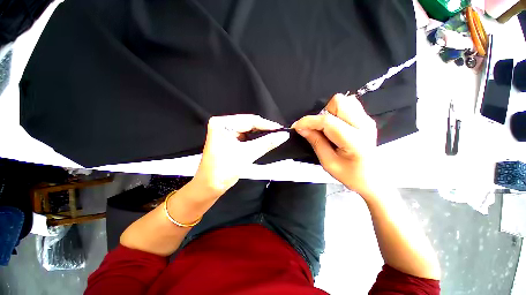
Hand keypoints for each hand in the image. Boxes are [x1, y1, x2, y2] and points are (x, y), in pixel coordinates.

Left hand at [193, 114, 289, 196]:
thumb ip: (267, 143)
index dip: (267, 125)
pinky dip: (254, 139)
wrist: (209, 186)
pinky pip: (244, 135)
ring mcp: (224, 131)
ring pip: (247, 130)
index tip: (281, 129)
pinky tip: (263, 140)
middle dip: (264, 129)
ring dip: (260, 134)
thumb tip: (283, 135)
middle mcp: (222, 124)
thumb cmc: (224, 170)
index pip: (250, 120)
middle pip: (248, 123)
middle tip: (279, 134)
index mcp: (222, 123)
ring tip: (274, 137)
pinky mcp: (227, 138)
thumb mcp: (247, 154)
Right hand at [292, 94, 377, 195]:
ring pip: (343, 100)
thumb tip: (301, 128)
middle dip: (323, 113)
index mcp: (355, 140)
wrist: (374, 178)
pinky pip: (348, 105)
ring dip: (330, 112)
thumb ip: (315, 142)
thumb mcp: (328, 162)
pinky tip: (336, 127)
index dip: (309, 121)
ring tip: (328, 129)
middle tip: (319, 129)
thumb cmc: (351, 174)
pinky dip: (336, 112)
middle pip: (338, 102)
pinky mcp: (366, 118)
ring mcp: (367, 119)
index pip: (328, 121)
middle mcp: (364, 124)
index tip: (297, 126)